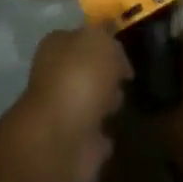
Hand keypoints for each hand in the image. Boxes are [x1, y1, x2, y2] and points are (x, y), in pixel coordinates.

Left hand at [3, 25, 131, 181]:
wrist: (64, 137)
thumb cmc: (80, 78)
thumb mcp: (101, 41)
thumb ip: (108, 38)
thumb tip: (114, 54)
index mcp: (56, 46)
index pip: (79, 37)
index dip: (102, 41)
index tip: (125, 50)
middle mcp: (55, 76)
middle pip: (84, 70)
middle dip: (104, 73)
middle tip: (127, 77)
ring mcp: (63, 112)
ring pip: (90, 101)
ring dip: (105, 102)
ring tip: (127, 102)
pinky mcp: (74, 144)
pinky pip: (95, 134)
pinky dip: (104, 134)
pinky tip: (118, 130)